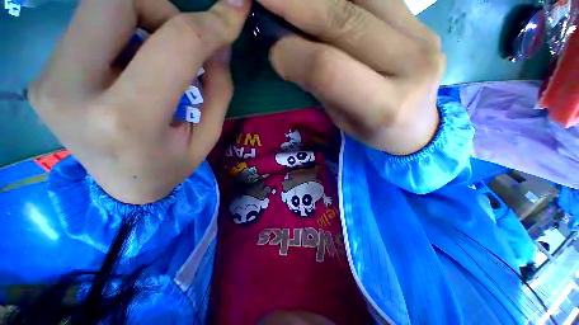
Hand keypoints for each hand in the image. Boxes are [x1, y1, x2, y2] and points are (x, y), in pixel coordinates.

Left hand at [29, 0, 250, 203]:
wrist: (122, 187)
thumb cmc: (171, 165)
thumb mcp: (207, 135)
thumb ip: (218, 88)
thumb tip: (220, 42)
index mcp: (127, 119)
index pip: (173, 44)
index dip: (210, 24)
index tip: (234, 14)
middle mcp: (72, 91)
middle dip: (160, 7)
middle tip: (179, 39)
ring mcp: (48, 80)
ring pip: (98, 4)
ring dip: (140, 17)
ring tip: (155, 57)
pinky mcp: (43, 75)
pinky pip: (88, 25)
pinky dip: (121, 31)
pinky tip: (130, 63)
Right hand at [258, 0, 444, 154]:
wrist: (417, 125)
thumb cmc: (373, 130)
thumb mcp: (341, 120)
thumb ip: (320, 86)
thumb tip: (287, 49)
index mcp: (382, 107)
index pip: (328, 70)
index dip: (294, 55)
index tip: (274, 52)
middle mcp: (409, 66)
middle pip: (344, 23)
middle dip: (296, 5)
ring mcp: (422, 37)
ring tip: (293, 1)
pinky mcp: (423, 22)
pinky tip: (323, 1)